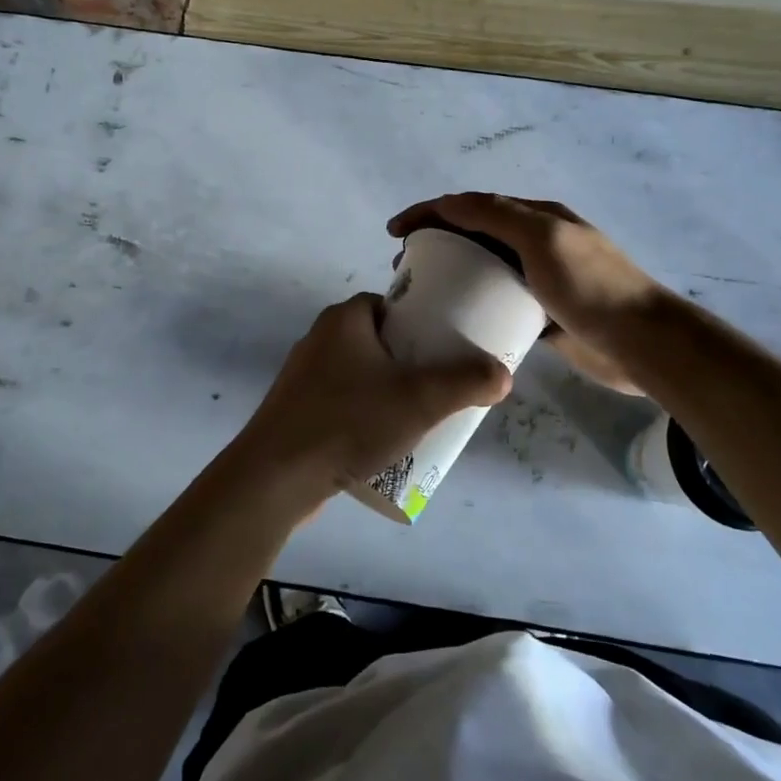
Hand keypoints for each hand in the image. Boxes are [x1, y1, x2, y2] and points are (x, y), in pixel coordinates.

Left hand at [222, 294, 511, 514]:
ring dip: (387, 390)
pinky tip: (381, 441)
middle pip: (378, 340)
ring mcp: (303, 376)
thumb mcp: (420, 399)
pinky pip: (340, 402)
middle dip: (410, 361)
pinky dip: (363, 413)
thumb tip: (503, 374)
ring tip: (419, 417)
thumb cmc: (349, 421)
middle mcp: (319, 339)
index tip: (445, 347)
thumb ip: (466, 382)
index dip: (420, 322)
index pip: (389, 305)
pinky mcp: (295, 410)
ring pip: (359, 374)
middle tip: (440, 386)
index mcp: (344, 319)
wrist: (276, 475)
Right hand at [388, 193, 660, 395]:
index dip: (430, 212)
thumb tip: (447, 202)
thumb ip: (496, 215)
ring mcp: (541, 279)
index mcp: (537, 217)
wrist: (643, 343)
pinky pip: (498, 302)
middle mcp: (537, 242)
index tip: (395, 232)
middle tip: (405, 268)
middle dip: (435, 242)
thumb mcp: (543, 239)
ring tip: (422, 294)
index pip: (472, 205)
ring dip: (451, 274)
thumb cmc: (590, 286)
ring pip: (484, 270)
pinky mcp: (543, 314)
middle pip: (475, 234)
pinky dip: (473, 305)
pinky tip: (455, 320)